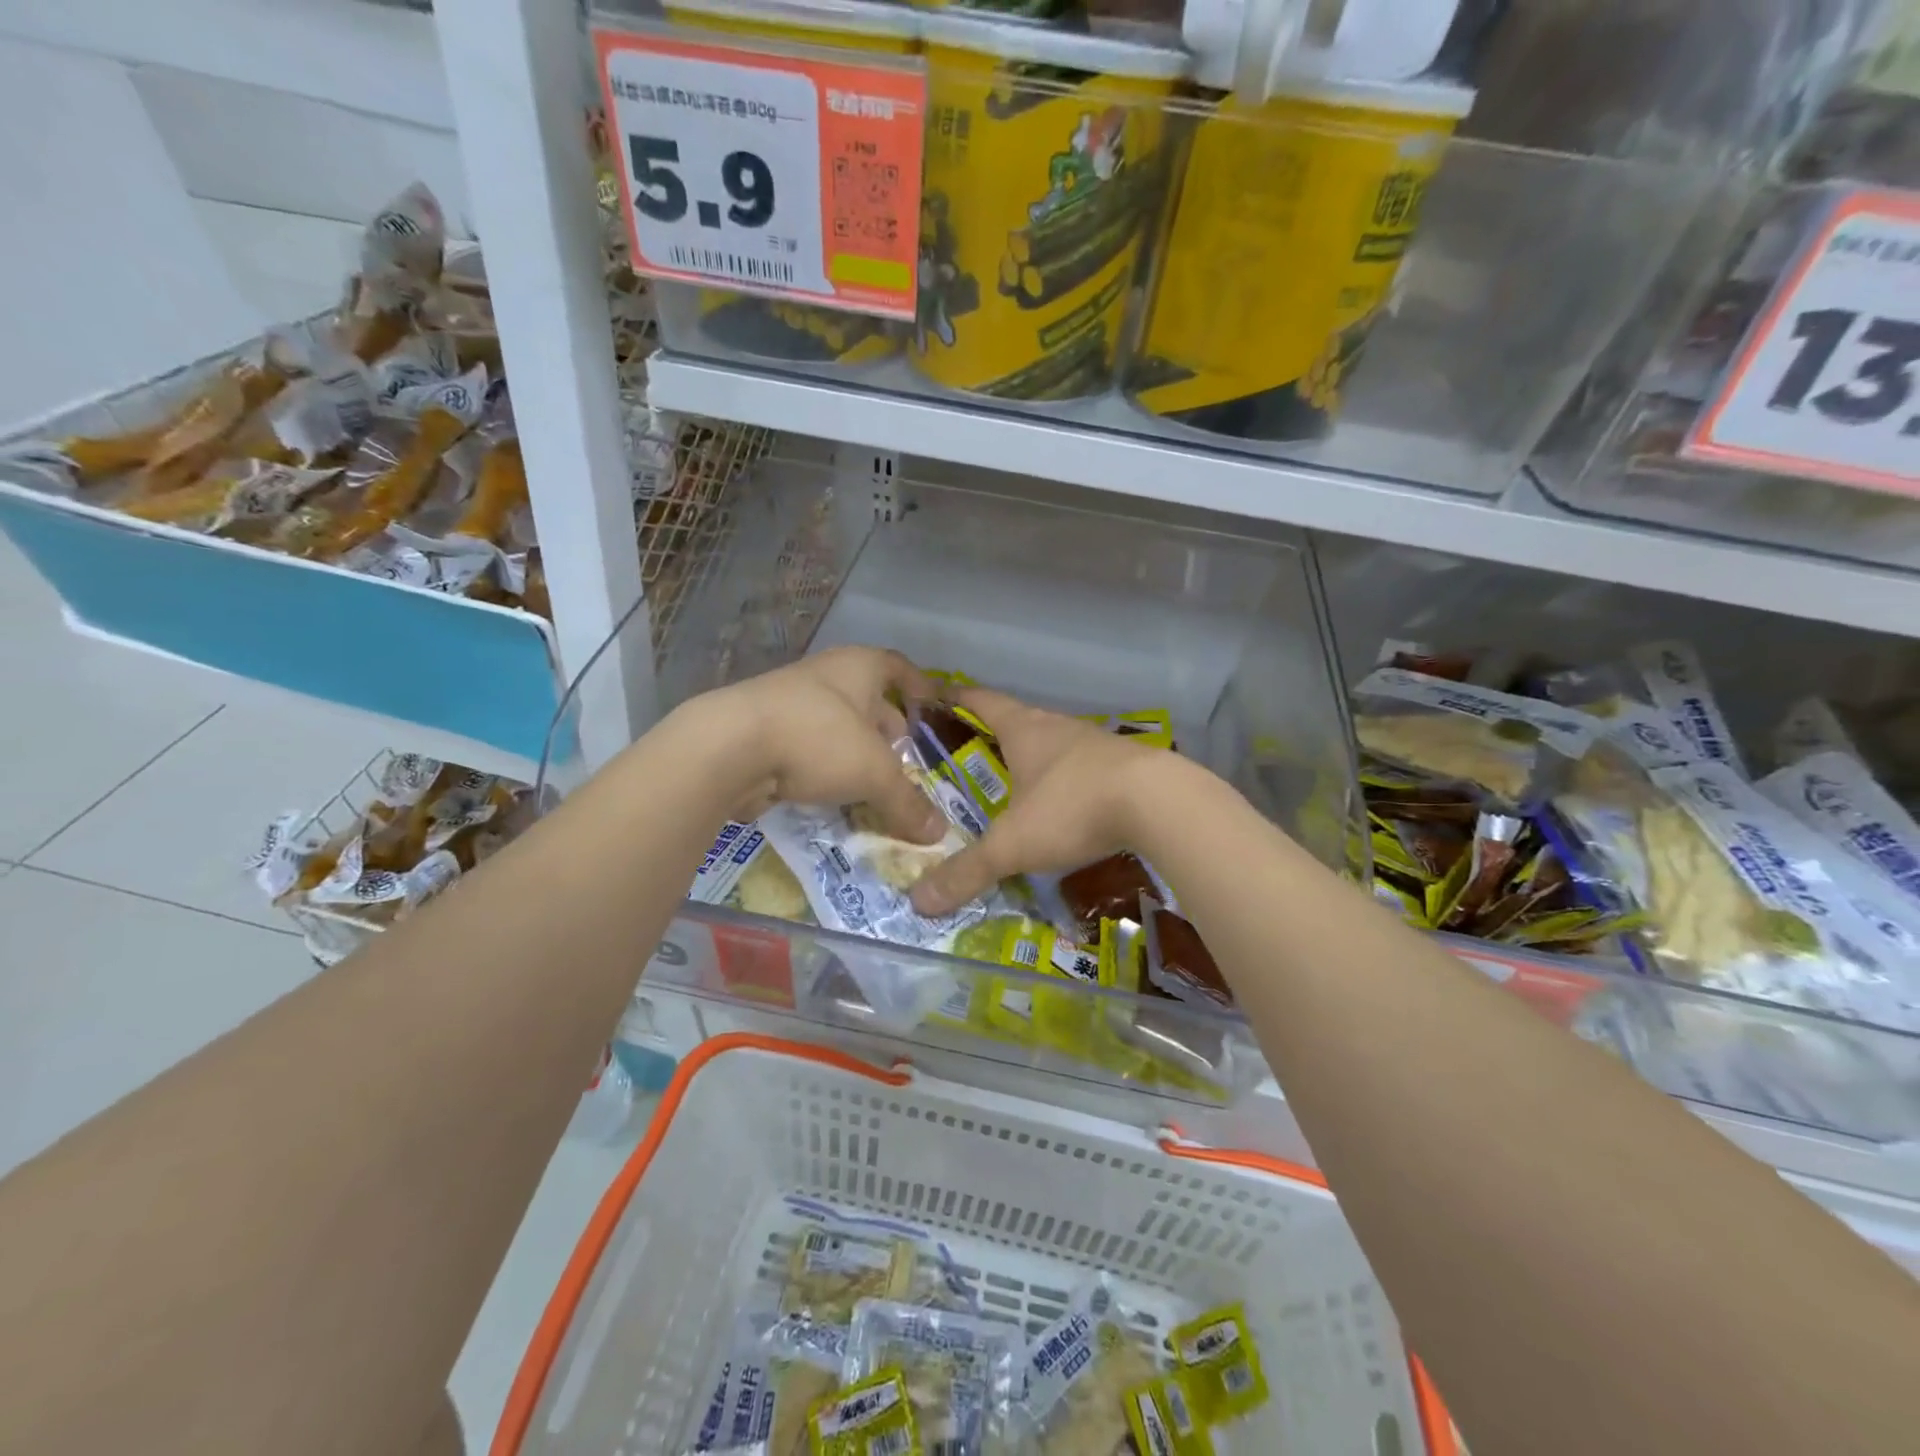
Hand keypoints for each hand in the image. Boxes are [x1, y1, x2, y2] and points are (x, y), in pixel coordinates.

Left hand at [697, 646, 946, 843]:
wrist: (729, 747)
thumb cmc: (818, 739)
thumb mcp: (874, 774)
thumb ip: (907, 802)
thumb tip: (939, 834)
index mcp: (858, 667)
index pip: (898, 667)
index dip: (918, 685)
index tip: (932, 705)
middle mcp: (825, 676)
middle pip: (866, 697)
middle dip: (886, 726)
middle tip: (904, 756)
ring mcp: (790, 701)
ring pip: (835, 724)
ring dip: (854, 749)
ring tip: (872, 780)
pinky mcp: (763, 730)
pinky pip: (807, 746)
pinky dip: (824, 766)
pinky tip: (832, 793)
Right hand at [910, 687, 1170, 914]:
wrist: (1162, 803)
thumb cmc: (1074, 807)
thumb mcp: (1013, 844)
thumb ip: (967, 871)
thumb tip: (918, 903)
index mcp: (1024, 730)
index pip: (981, 701)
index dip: (956, 698)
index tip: (936, 698)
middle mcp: (1057, 727)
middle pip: (1017, 720)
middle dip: (992, 733)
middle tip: (967, 754)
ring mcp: (1095, 743)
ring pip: (1053, 743)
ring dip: (1033, 757)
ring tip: (1014, 781)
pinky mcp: (1124, 765)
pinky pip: (1083, 766)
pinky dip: (1066, 779)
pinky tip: (1066, 803)